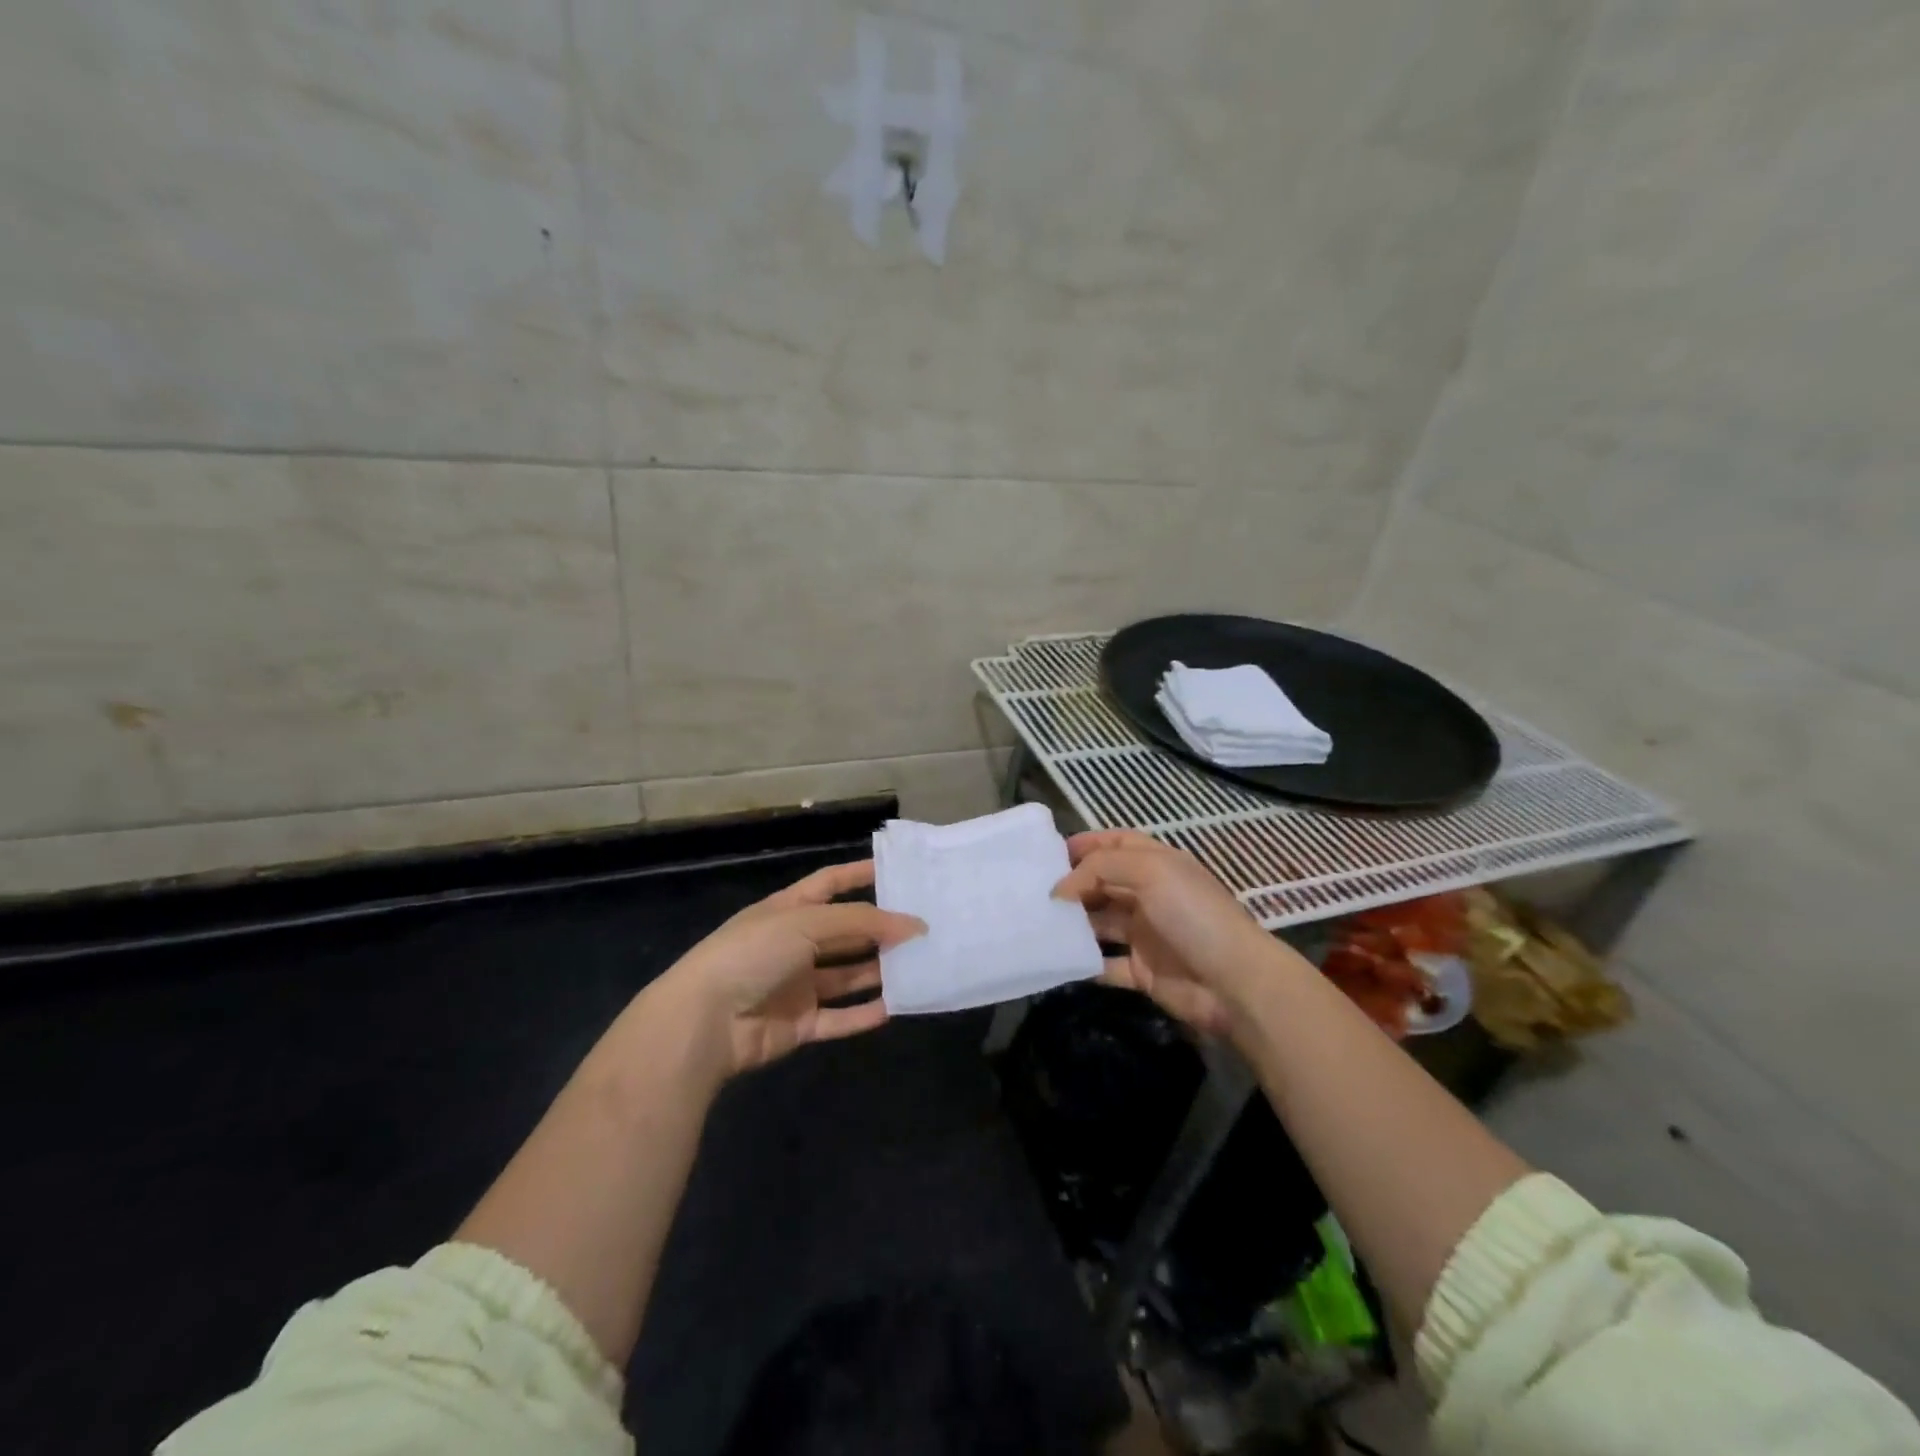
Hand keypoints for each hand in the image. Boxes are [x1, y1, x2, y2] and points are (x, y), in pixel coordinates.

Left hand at [661, 859, 923, 1076]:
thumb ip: (862, 921)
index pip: (830, 884)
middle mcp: (794, 944)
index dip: (859, 875)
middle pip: (845, 933)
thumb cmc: (754, 953)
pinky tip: (896, 1006)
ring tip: (919, 965)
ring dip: (878, 971)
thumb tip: (913, 924)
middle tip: (923, 927)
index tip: (897, 873)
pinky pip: (839, 1017)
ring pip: (847, 976)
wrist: (706, 1021)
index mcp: (788, 910)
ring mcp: (796, 985)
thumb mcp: (807, 922)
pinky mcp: (799, 1024)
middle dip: (880, 929)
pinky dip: (865, 1014)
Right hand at [1052, 829, 1293, 1035]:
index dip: (1088, 844)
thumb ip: (1100, 868)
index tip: (1051, 852)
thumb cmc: (1193, 915)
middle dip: (1073, 884)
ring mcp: (1146, 935)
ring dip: (1073, 923)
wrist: (1234, 983)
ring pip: (1100, 923)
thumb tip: (1061, 888)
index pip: (1118, 844)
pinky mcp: (1142, 972)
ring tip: (1037, 922)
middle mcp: (1151, 896)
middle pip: (1104, 883)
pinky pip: (1105, 964)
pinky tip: (1057, 958)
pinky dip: (1083, 962)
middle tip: (1034, 889)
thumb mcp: (1149, 871)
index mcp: (1159, 865)